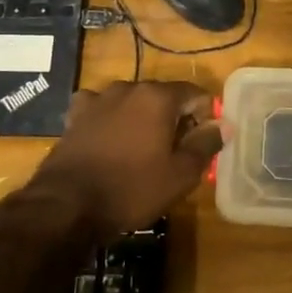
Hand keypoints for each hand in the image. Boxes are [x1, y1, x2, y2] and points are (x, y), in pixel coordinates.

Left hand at [26, 80, 222, 237]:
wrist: (67, 205)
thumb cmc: (132, 189)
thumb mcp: (180, 174)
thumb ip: (206, 144)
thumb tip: (225, 124)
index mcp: (158, 97)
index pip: (196, 94)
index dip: (205, 117)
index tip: (202, 144)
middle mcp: (128, 88)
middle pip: (163, 97)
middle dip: (174, 119)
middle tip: (176, 153)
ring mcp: (98, 99)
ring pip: (133, 103)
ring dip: (142, 120)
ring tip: (142, 151)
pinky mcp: (75, 115)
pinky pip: (103, 111)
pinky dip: (112, 122)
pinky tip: (110, 142)